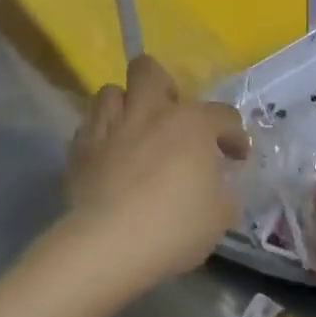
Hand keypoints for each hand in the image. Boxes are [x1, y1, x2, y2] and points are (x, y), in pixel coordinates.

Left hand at [61, 54, 248, 292]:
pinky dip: (100, 135)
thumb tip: (216, 190)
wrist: (107, 246)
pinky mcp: (80, 150)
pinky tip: (108, 157)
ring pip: (110, 91)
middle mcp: (149, 113)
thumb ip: (222, 195)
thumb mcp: (219, 218)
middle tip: (170, 116)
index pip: (223, 115)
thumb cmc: (173, 227)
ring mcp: (110, 128)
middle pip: (148, 70)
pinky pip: (88, 127)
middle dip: (161, 85)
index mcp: (191, 124)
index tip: (235, 158)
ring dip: (124, 106)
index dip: (234, 135)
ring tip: (133, 131)